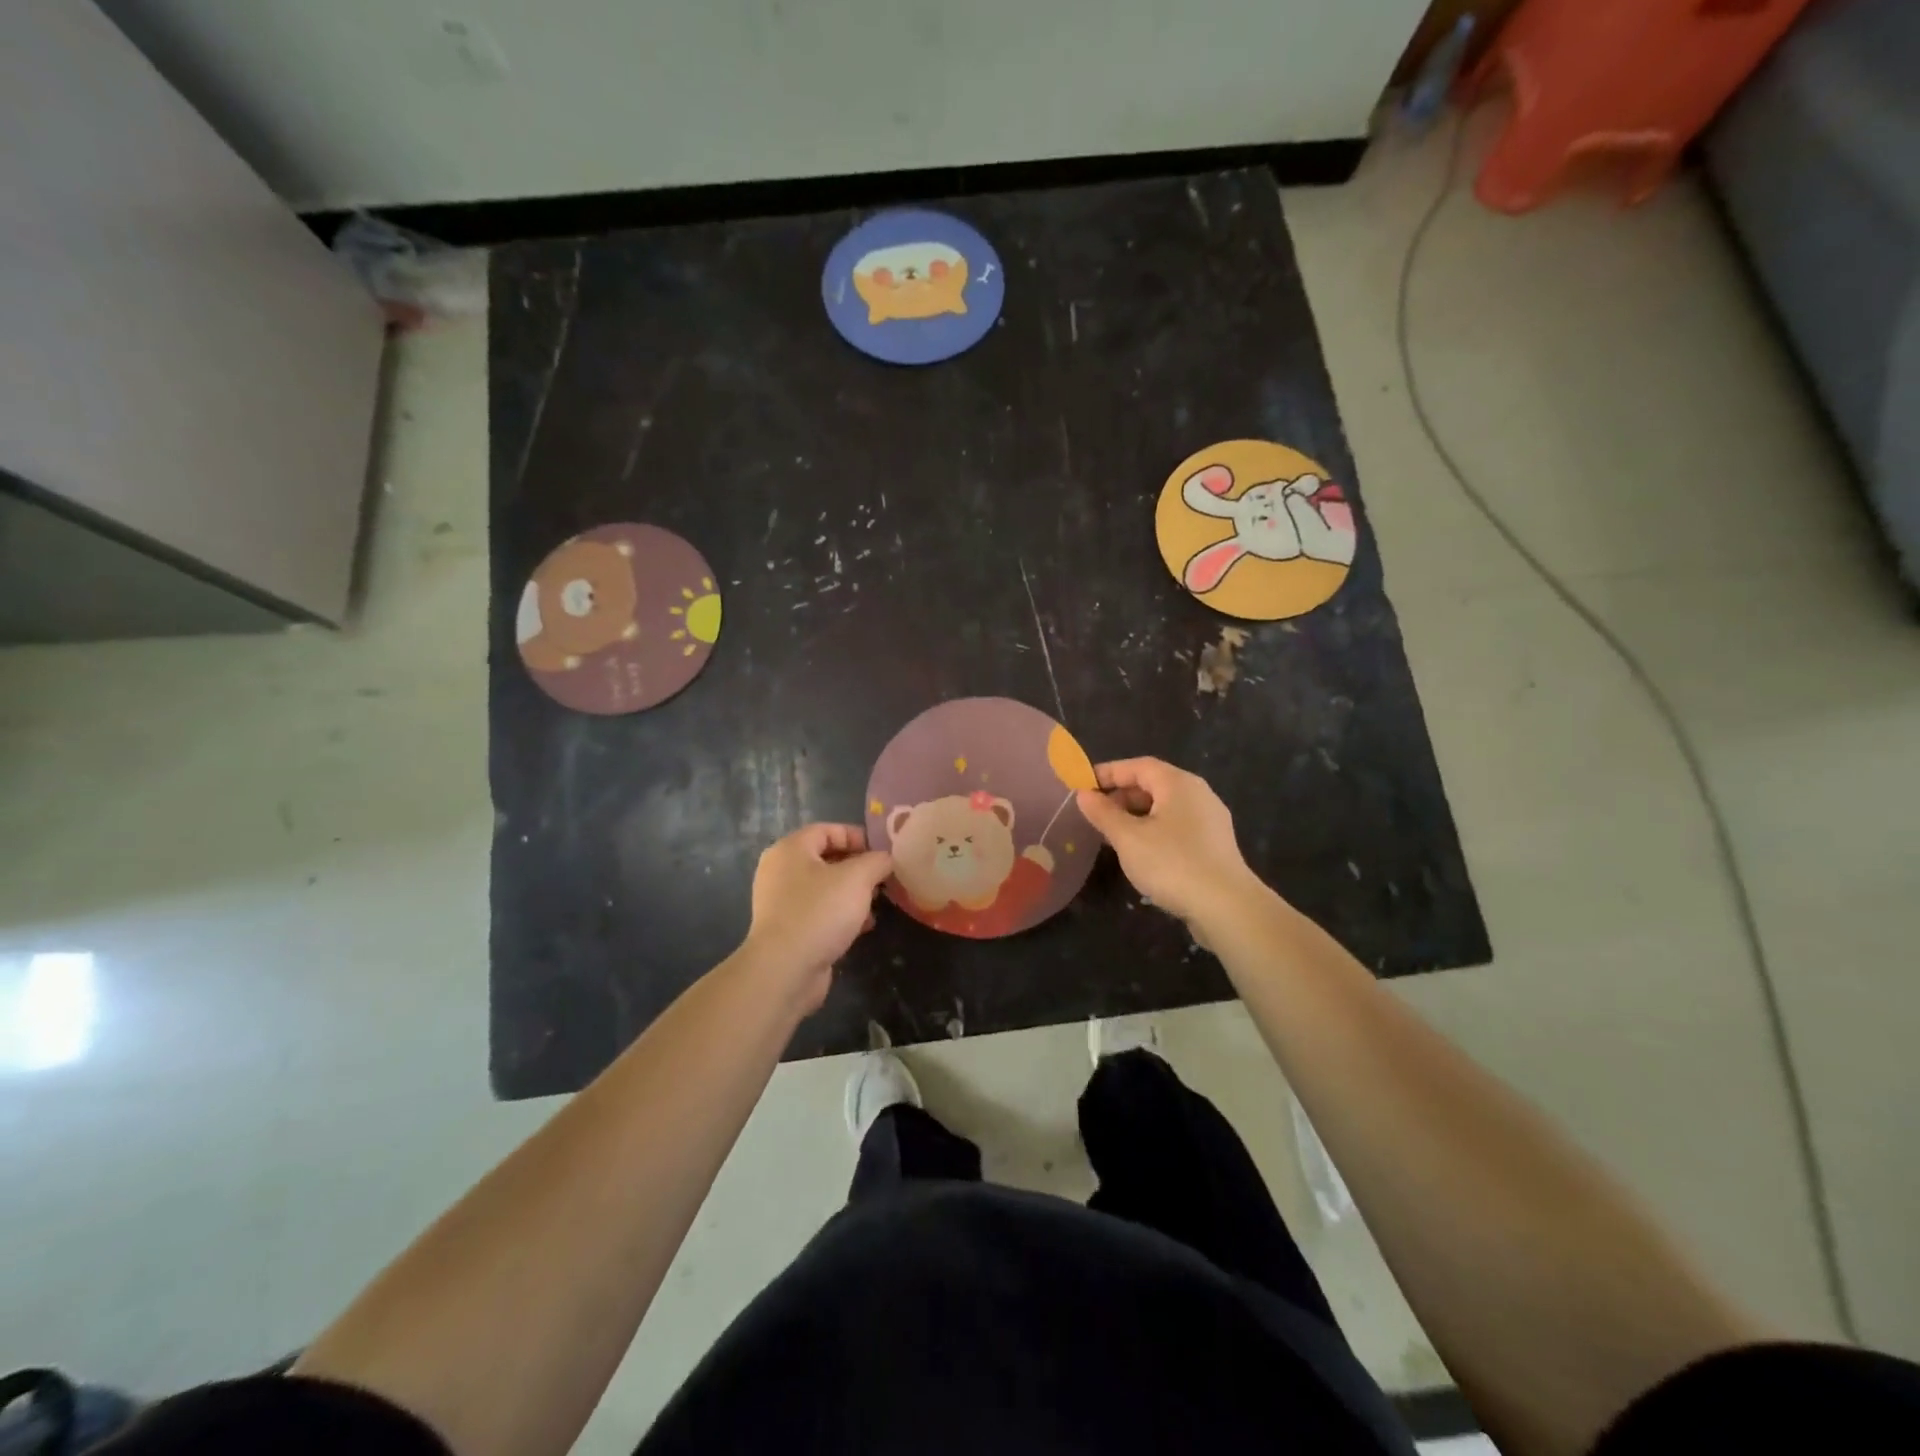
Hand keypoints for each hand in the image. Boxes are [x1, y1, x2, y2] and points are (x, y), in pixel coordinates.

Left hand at [743, 824, 892, 1012]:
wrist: (785, 969)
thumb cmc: (820, 911)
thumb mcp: (857, 878)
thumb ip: (877, 861)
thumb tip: (886, 859)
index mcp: (790, 849)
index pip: (827, 830)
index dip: (856, 836)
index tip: (881, 852)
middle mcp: (780, 871)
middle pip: (826, 859)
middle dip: (858, 867)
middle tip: (883, 878)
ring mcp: (781, 902)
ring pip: (824, 888)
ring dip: (852, 893)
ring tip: (877, 903)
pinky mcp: (787, 930)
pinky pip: (819, 912)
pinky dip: (841, 914)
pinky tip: (863, 926)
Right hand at [1076, 758, 1262, 932]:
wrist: (1226, 907)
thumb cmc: (1172, 863)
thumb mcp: (1128, 838)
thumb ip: (1103, 813)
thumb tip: (1084, 794)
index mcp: (1178, 784)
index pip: (1138, 766)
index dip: (1108, 772)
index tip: (1082, 785)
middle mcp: (1198, 794)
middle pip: (1153, 785)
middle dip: (1121, 796)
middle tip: (1095, 815)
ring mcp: (1210, 820)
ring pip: (1165, 808)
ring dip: (1136, 817)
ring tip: (1112, 836)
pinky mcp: (1214, 845)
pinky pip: (1176, 827)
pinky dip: (1153, 831)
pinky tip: (1140, 854)